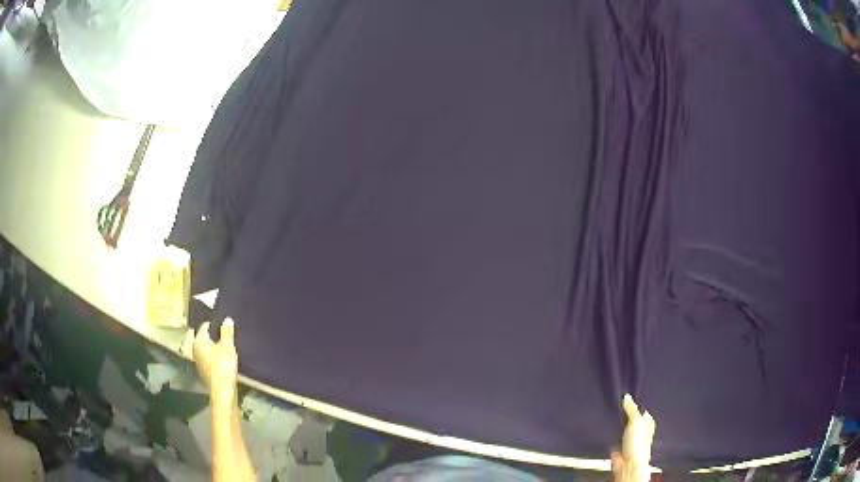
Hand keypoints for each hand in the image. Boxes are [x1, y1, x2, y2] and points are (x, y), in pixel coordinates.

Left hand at [193, 318, 238, 405]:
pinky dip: (213, 357)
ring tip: (224, 347)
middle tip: (224, 336)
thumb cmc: (223, 365)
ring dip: (213, 348)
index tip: (222, 325)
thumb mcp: (228, 346)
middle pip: (204, 338)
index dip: (213, 325)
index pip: (204, 327)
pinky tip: (222, 360)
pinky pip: (207, 359)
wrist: (222, 390)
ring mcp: (198, 362)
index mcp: (199, 341)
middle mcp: (195, 349)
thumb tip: (227, 319)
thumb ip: (227, 332)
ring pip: (205, 350)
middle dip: (213, 336)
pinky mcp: (203, 371)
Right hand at [611, 394, 656, 481]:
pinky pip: (615, 440)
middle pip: (633, 420)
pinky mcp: (620, 449)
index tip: (630, 399)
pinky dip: (612, 437)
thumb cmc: (638, 445)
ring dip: (619, 426)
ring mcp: (630, 441)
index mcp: (648, 424)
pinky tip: (609, 433)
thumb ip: (632, 409)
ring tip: (613, 418)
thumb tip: (627, 396)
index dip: (638, 406)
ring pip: (624, 430)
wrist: (628, 464)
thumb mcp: (636, 421)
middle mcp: (640, 432)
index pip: (644, 412)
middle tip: (620, 406)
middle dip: (627, 415)